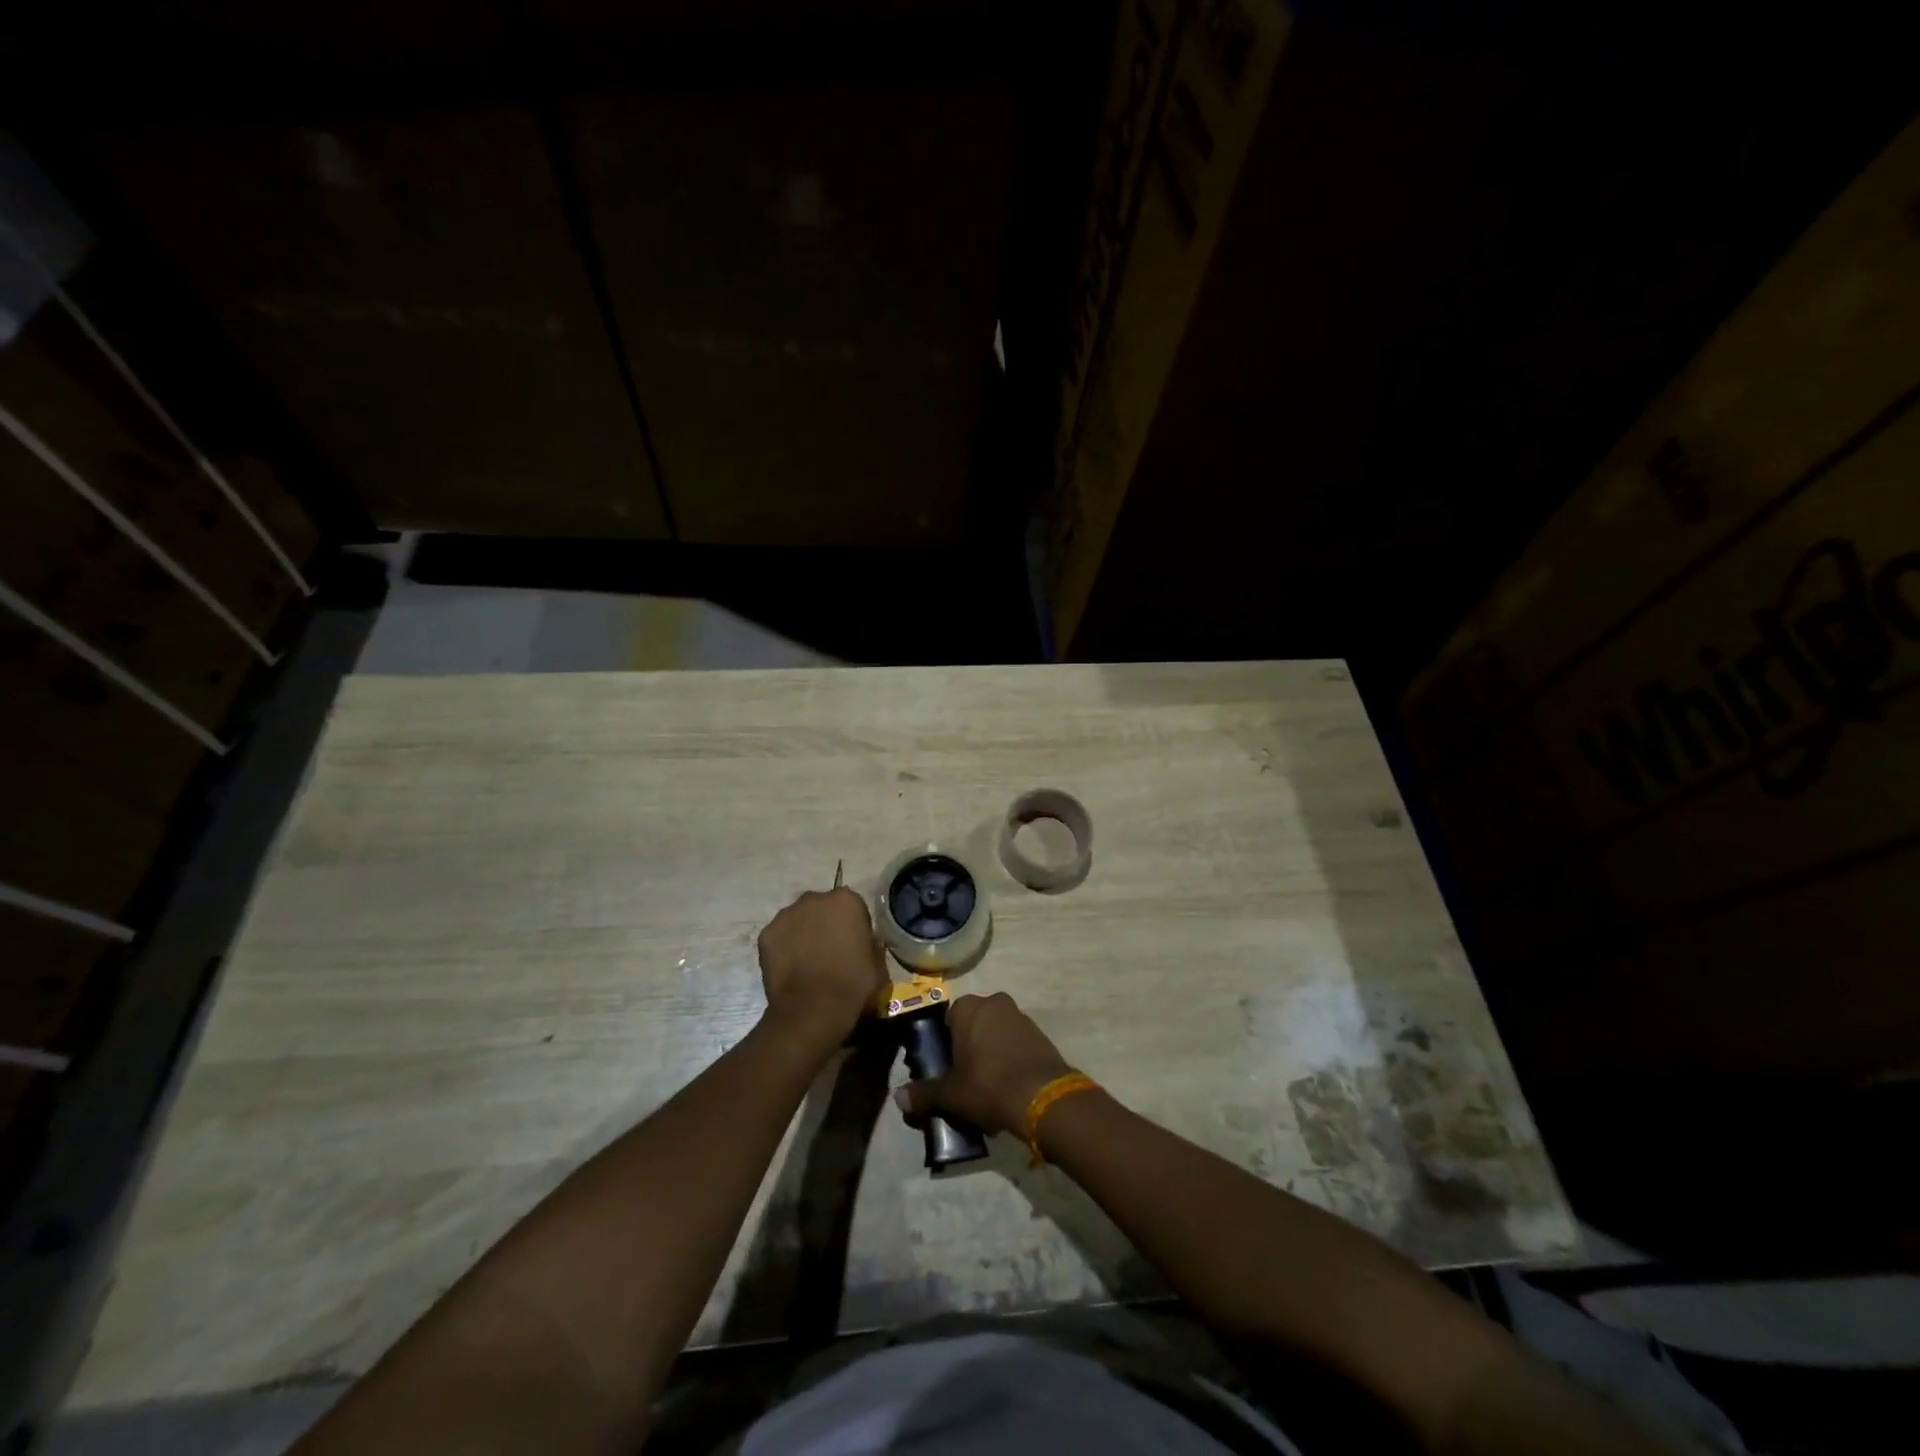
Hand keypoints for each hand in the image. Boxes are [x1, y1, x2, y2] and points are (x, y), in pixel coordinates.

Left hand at [756, 887, 886, 1041]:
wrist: (814, 1008)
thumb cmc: (853, 984)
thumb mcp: (877, 963)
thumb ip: (869, 944)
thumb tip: (862, 945)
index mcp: (846, 900)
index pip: (852, 906)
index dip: (853, 926)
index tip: (853, 945)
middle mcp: (815, 899)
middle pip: (821, 908)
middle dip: (825, 923)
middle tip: (829, 951)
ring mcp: (787, 915)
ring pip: (797, 920)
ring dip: (803, 933)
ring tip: (807, 962)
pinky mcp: (766, 934)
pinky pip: (779, 937)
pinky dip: (783, 948)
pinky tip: (790, 969)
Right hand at [893, 992, 1076, 1135]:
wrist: (1042, 1096)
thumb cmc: (988, 1085)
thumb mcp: (950, 1093)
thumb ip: (924, 1093)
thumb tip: (898, 1097)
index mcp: (968, 1007)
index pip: (948, 1019)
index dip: (945, 1044)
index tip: (945, 1068)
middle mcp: (994, 1002)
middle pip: (973, 1024)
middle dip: (969, 1048)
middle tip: (964, 1079)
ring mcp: (1020, 1016)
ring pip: (996, 1034)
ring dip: (990, 1054)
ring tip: (987, 1089)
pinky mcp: (1040, 1033)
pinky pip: (1016, 1044)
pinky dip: (1010, 1060)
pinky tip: (1008, 1088)